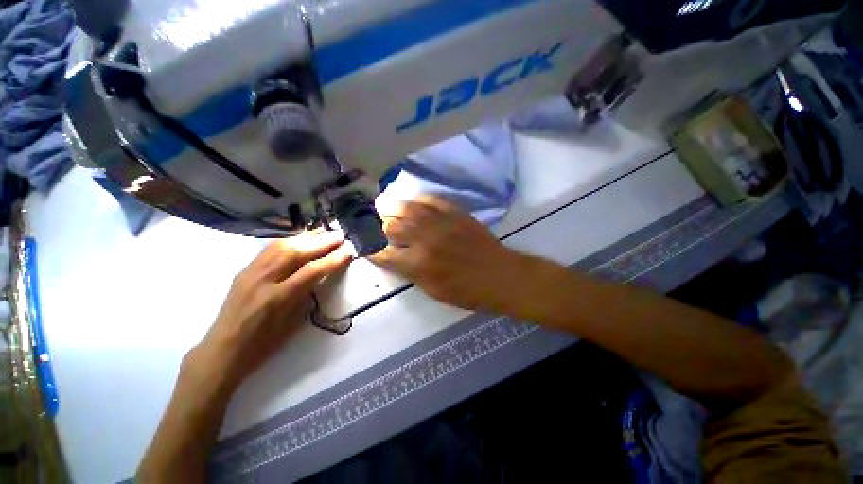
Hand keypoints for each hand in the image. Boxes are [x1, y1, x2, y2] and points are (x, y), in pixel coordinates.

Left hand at [193, 231, 351, 387]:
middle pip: (295, 252)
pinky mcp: (244, 270)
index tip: (349, 250)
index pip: (311, 271)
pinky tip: (301, 238)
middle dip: (321, 241)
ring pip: (281, 245)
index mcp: (277, 299)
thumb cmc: (263, 344)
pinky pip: (269, 249)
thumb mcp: (292, 323)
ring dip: (306, 237)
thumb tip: (321, 273)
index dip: (333, 259)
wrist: (223, 350)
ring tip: (324, 232)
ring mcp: (250, 272)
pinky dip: (289, 240)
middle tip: (340, 235)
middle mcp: (262, 280)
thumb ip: (306, 294)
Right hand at [371, 196, 530, 312]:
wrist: (500, 276)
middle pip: (391, 226)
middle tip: (372, 221)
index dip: (370, 250)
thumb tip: (394, 258)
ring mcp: (441, 224)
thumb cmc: (467, 291)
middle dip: (377, 224)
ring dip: (391, 206)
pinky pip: (432, 200)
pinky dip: (418, 199)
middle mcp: (425, 241)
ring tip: (382, 203)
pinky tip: (412, 200)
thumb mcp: (433, 291)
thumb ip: (411, 273)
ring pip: (408, 208)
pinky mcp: (456, 213)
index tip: (365, 246)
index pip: (383, 254)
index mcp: (418, 266)